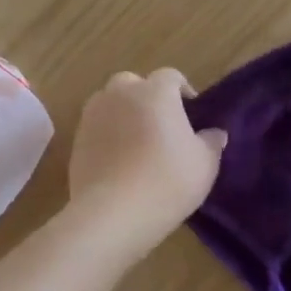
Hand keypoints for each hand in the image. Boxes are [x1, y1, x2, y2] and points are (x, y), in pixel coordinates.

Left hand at [67, 69, 226, 261]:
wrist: (112, 213)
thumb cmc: (166, 182)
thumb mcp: (205, 164)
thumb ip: (211, 142)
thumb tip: (214, 133)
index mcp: (155, 92)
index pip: (171, 77)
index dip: (183, 91)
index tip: (192, 113)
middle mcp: (120, 94)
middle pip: (134, 84)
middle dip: (147, 97)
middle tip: (162, 126)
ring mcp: (93, 115)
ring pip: (110, 102)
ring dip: (124, 113)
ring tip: (137, 142)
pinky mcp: (77, 139)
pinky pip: (97, 127)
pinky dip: (107, 135)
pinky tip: (118, 160)